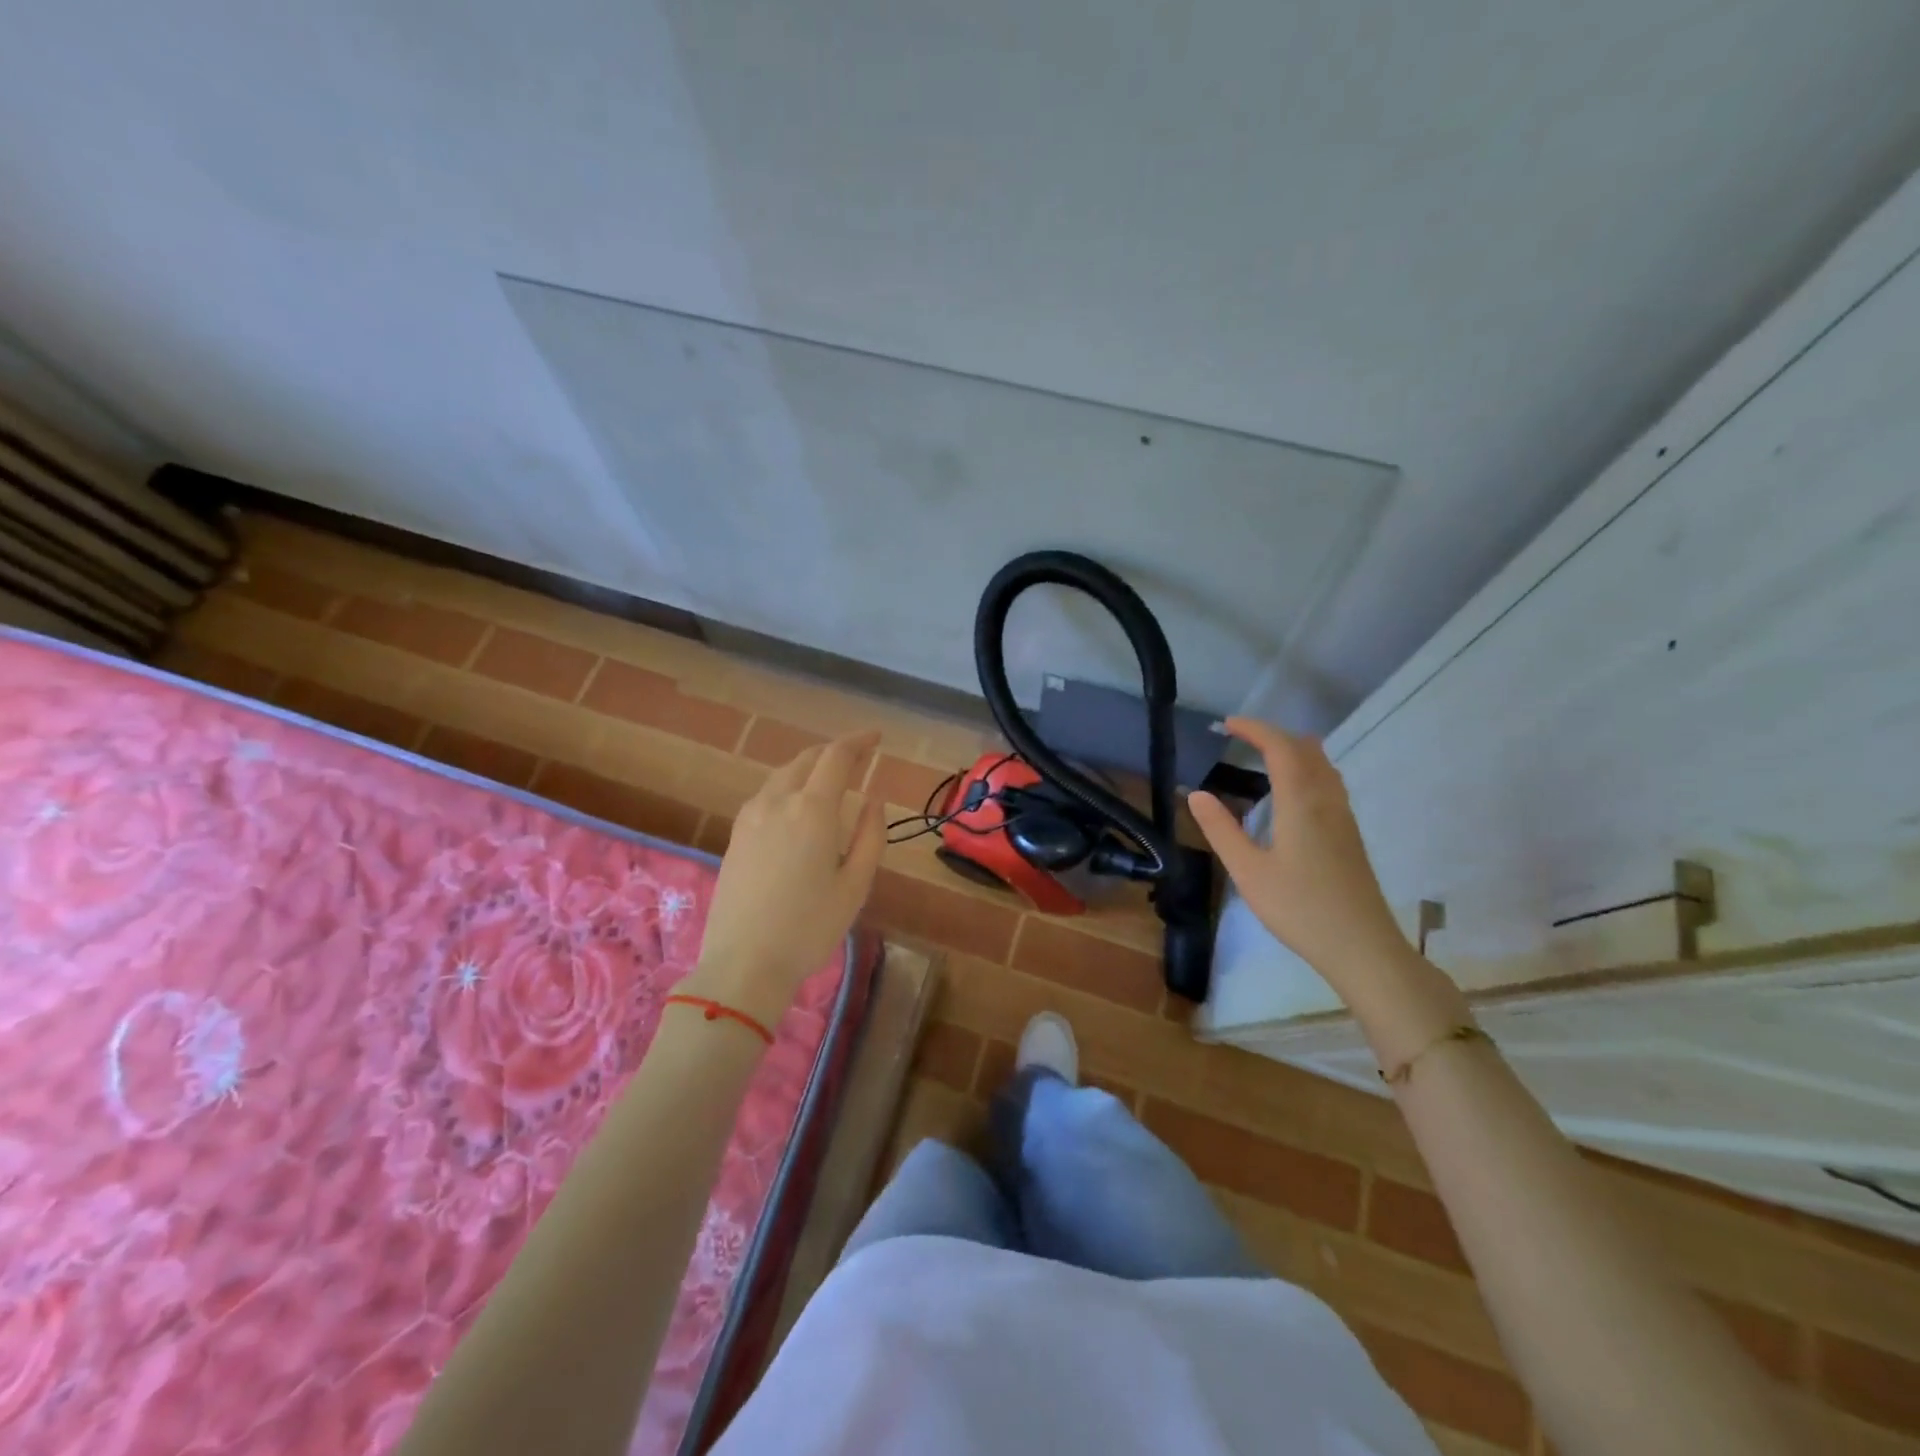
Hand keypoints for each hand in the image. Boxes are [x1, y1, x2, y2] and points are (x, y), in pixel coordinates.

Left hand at [685, 731, 883, 1026]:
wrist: (743, 964)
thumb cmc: (809, 927)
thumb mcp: (855, 885)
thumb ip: (870, 836)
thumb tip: (874, 800)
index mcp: (812, 811)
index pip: (836, 757)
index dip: (858, 741)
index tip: (877, 738)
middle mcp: (777, 802)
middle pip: (806, 760)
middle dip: (834, 752)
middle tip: (858, 756)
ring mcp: (750, 818)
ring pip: (783, 775)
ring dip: (809, 768)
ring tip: (830, 779)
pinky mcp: (735, 836)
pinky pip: (766, 795)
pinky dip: (789, 786)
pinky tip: (797, 806)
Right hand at [1187, 717, 1406, 987]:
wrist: (1362, 946)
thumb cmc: (1299, 908)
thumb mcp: (1248, 871)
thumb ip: (1221, 830)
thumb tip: (1196, 793)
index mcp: (1301, 803)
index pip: (1280, 748)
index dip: (1255, 729)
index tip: (1227, 724)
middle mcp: (1326, 800)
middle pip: (1306, 749)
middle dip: (1273, 735)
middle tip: (1242, 738)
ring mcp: (1343, 817)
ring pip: (1322, 765)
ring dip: (1293, 750)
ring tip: (1264, 756)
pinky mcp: (1350, 834)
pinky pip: (1328, 782)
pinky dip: (1306, 769)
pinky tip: (1291, 792)